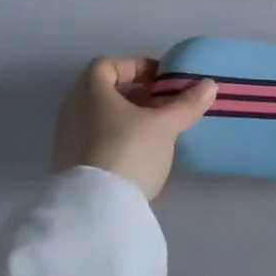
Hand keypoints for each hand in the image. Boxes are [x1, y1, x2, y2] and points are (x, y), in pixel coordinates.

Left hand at [51, 56, 217, 200]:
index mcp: (90, 91)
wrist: (94, 210)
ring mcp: (66, 139)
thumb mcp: (165, 125)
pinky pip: (95, 139)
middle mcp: (72, 109)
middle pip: (104, 91)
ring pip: (100, 117)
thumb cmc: (129, 151)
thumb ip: (186, 103)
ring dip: (128, 117)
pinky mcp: (69, 166)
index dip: (136, 66)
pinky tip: (139, 154)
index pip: (107, 65)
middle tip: (164, 104)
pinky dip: (117, 138)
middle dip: (136, 94)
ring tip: (157, 130)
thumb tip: (209, 85)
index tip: (161, 80)